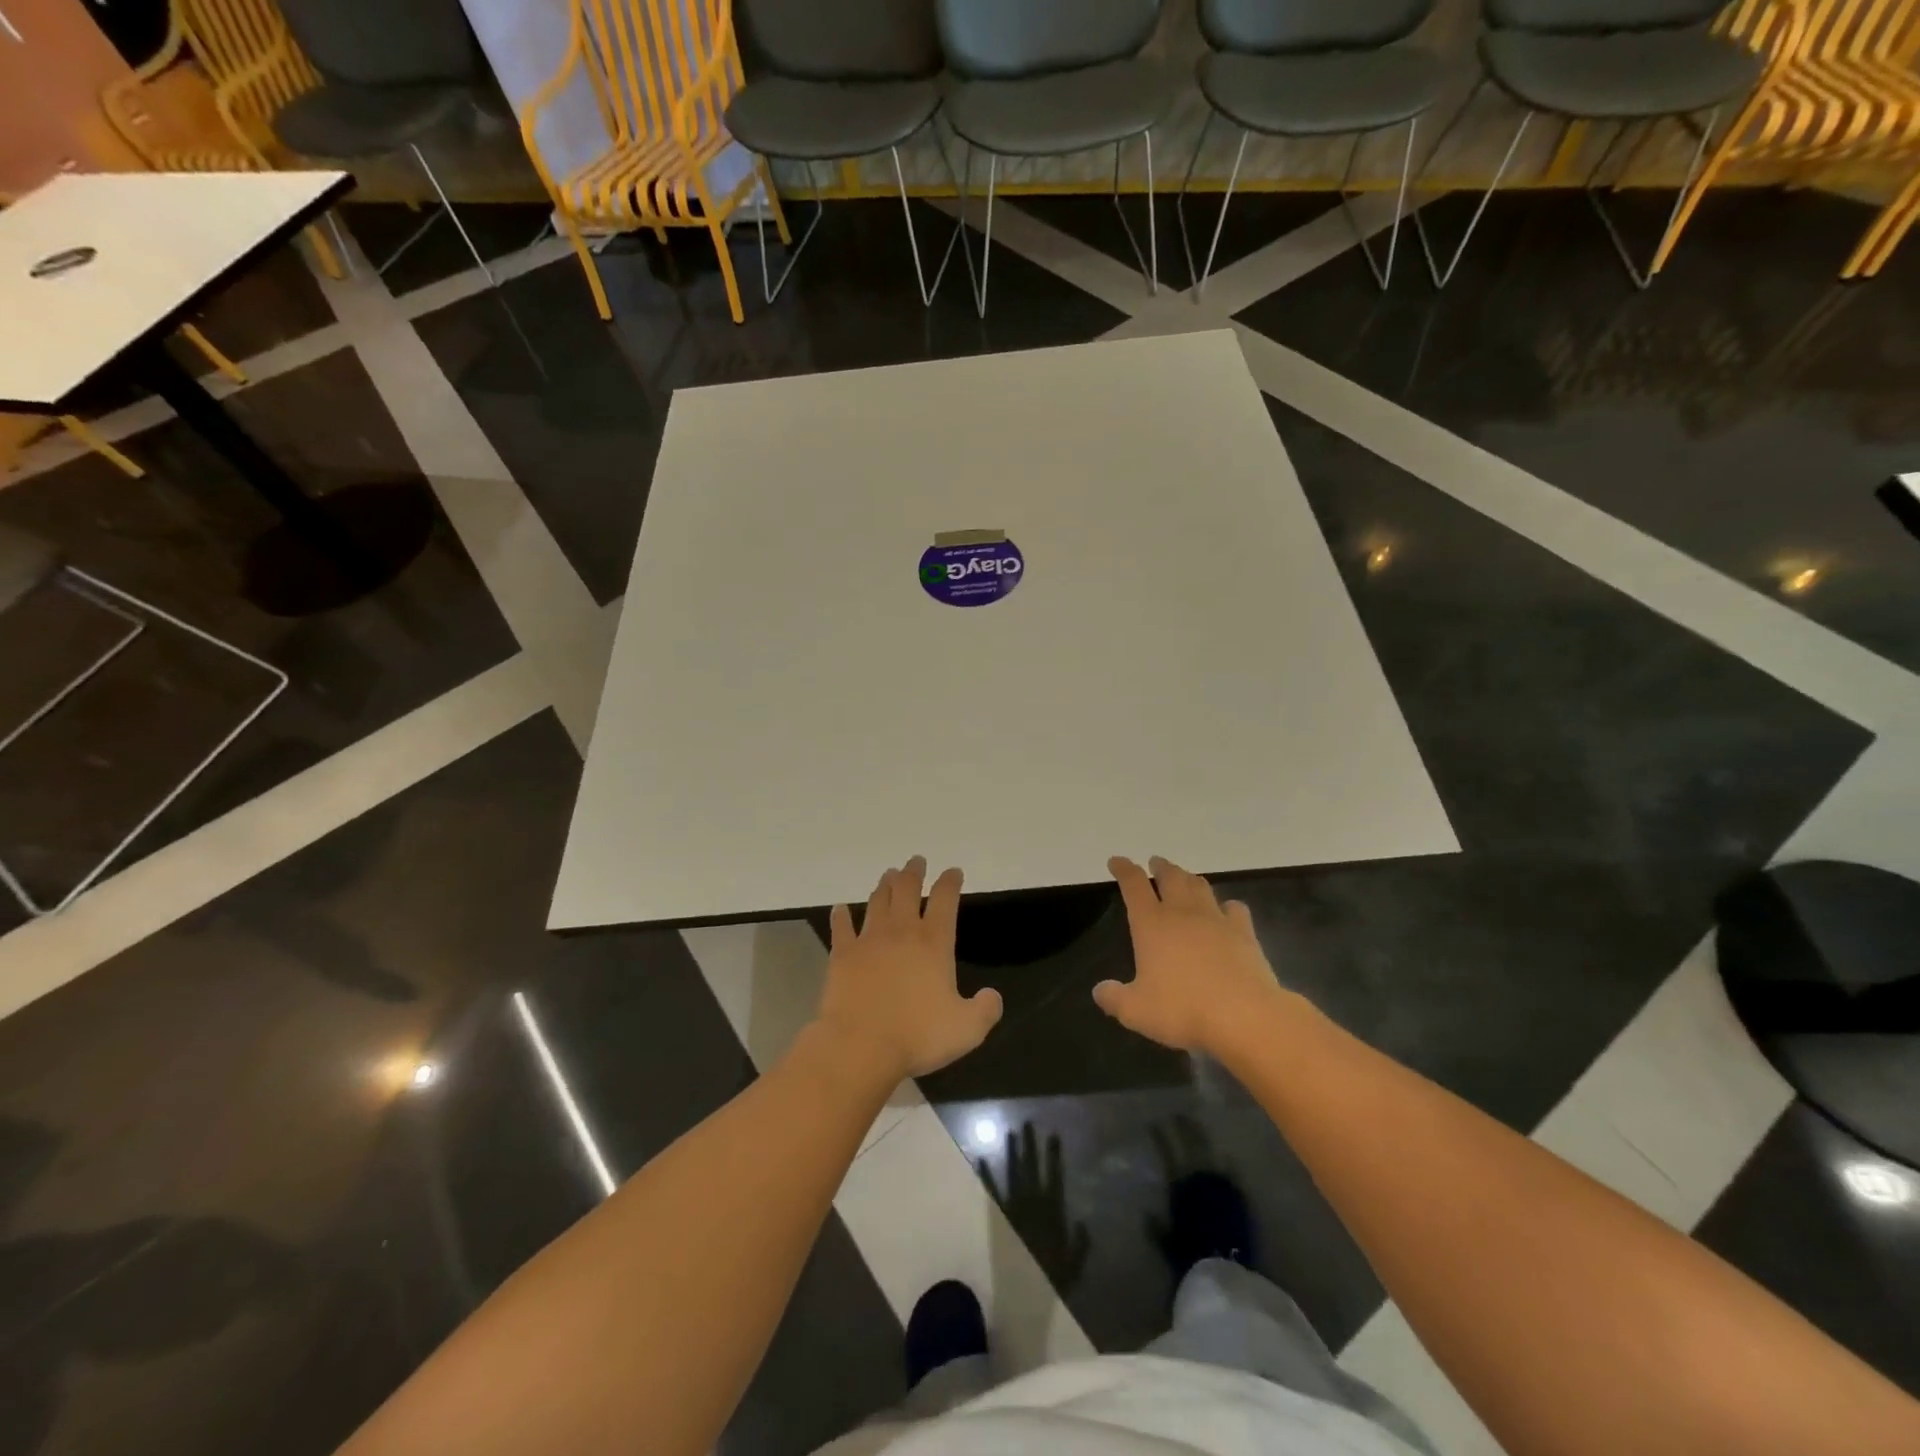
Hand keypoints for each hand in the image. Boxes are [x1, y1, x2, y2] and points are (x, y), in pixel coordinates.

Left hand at [813, 857, 1002, 1084]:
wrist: (859, 1045)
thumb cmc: (917, 1036)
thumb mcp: (967, 1029)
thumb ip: (986, 1010)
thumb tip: (993, 996)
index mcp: (934, 943)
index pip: (946, 900)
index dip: (950, 882)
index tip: (953, 872)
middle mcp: (902, 932)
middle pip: (908, 890)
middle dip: (914, 872)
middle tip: (916, 861)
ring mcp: (869, 940)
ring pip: (877, 901)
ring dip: (885, 885)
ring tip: (889, 874)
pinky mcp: (842, 955)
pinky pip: (841, 927)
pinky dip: (841, 916)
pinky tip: (840, 909)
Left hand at [980, 1122, 1090, 1292]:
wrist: (1021, 1294)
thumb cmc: (1050, 1280)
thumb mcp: (1074, 1265)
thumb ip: (1080, 1244)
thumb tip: (1082, 1223)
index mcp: (1052, 1210)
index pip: (1054, 1175)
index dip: (1054, 1154)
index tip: (1054, 1134)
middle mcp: (1032, 1202)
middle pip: (1032, 1167)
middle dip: (1030, 1144)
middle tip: (1027, 1122)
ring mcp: (1014, 1207)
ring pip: (1012, 1172)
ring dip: (1011, 1152)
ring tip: (1010, 1132)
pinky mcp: (999, 1216)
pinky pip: (992, 1192)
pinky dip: (987, 1174)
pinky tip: (981, 1158)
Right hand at [1094, 856, 1288, 1053]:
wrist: (1244, 1016)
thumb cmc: (1183, 1009)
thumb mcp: (1135, 1011)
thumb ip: (1114, 998)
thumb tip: (1099, 991)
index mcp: (1151, 924)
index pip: (1133, 885)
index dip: (1124, 869)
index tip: (1116, 861)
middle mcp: (1182, 913)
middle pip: (1171, 877)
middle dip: (1161, 866)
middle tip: (1155, 862)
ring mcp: (1216, 919)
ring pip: (1200, 886)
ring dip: (1189, 878)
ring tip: (1185, 879)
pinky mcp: (1244, 933)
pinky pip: (1234, 908)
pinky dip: (1227, 905)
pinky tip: (1226, 911)